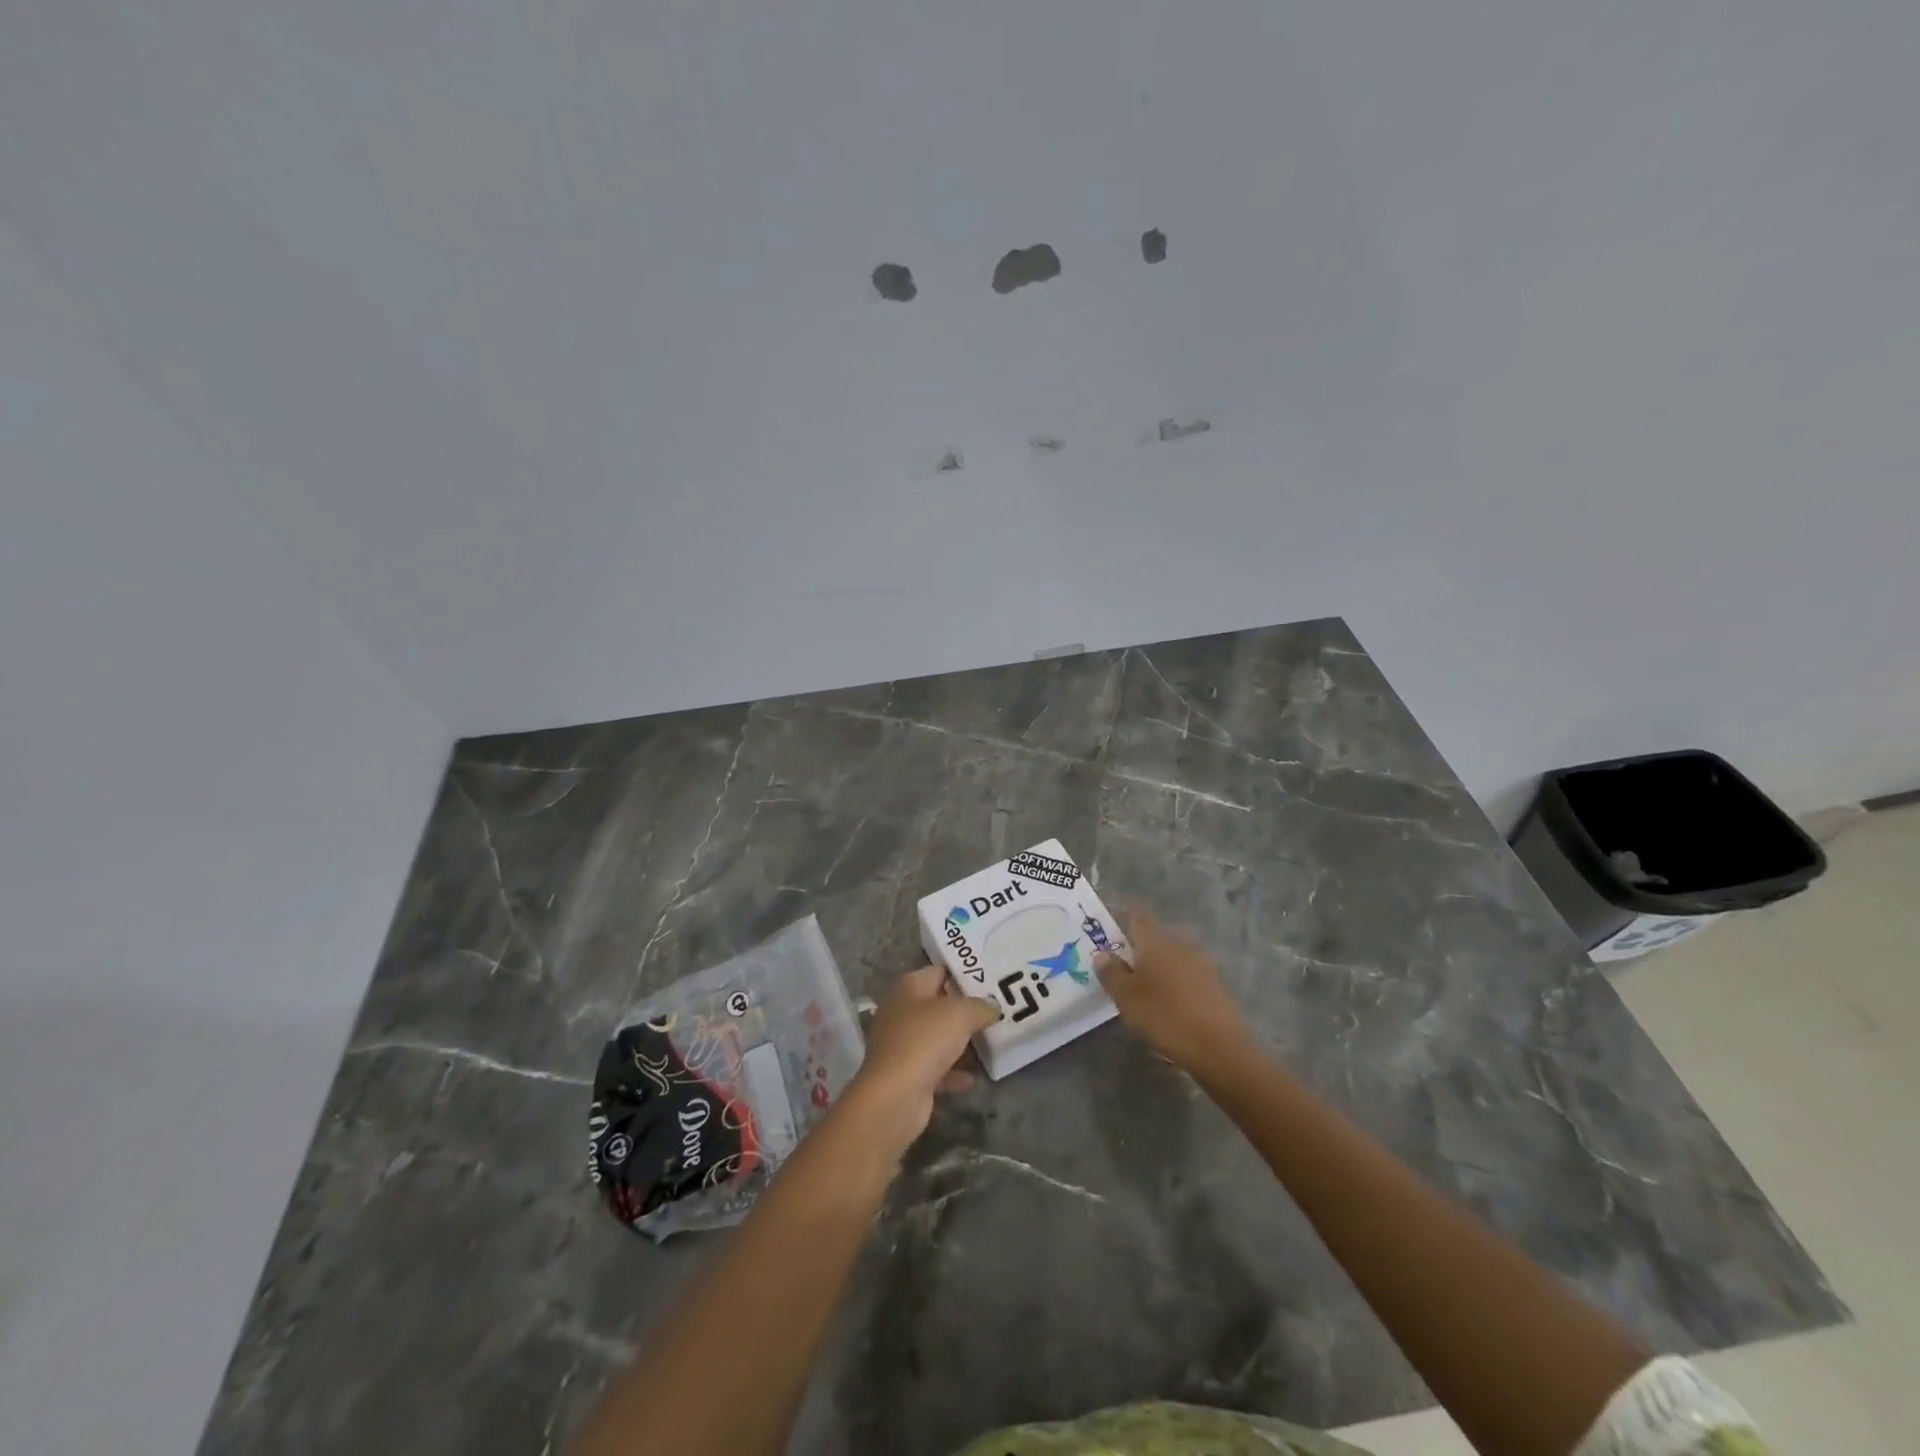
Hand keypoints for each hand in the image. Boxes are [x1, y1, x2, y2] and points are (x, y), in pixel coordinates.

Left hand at [844, 966, 998, 1150]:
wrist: (894, 1096)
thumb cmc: (925, 1041)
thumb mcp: (961, 1014)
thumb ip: (980, 1006)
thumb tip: (992, 1007)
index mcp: (909, 987)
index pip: (940, 971)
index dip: (964, 974)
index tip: (991, 980)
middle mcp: (901, 1011)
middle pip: (939, 1005)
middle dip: (966, 1010)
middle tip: (996, 1012)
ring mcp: (901, 1044)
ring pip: (937, 1037)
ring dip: (960, 1042)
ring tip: (990, 1042)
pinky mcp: (905, 1074)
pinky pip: (935, 1068)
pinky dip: (952, 1072)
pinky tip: (972, 1078)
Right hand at [1096, 908, 1253, 1073]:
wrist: (1219, 1047)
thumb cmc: (1164, 1016)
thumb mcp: (1126, 997)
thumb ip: (1111, 973)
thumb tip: (1102, 953)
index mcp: (1156, 942)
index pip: (1138, 917)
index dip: (1126, 915)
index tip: (1114, 920)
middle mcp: (1180, 945)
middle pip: (1157, 937)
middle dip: (1141, 945)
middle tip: (1124, 960)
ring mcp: (1202, 965)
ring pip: (1174, 956)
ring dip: (1160, 965)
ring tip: (1146, 983)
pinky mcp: (1215, 986)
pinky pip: (1188, 975)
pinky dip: (1176, 982)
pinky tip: (1170, 1001)